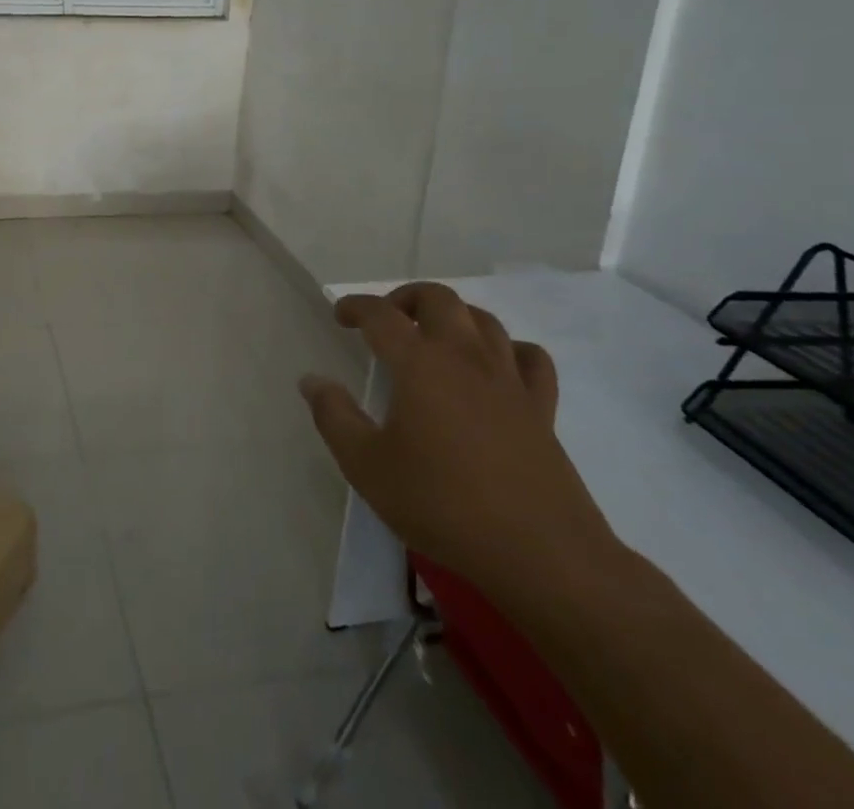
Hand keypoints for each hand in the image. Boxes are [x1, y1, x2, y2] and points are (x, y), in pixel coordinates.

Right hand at [298, 282, 618, 604]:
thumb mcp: (367, 466)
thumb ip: (334, 417)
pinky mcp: (541, 409)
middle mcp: (465, 356)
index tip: (341, 315)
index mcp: (420, 363)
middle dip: (406, 298)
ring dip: (453, 316)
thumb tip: (312, 381)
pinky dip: (509, 349)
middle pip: (438, 299)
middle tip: (386, 319)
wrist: (541, 555)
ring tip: (434, 336)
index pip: (381, 315)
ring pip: (484, 320)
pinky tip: (496, 366)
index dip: (356, 306)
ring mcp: (508, 380)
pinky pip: (529, 358)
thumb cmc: (442, 504)